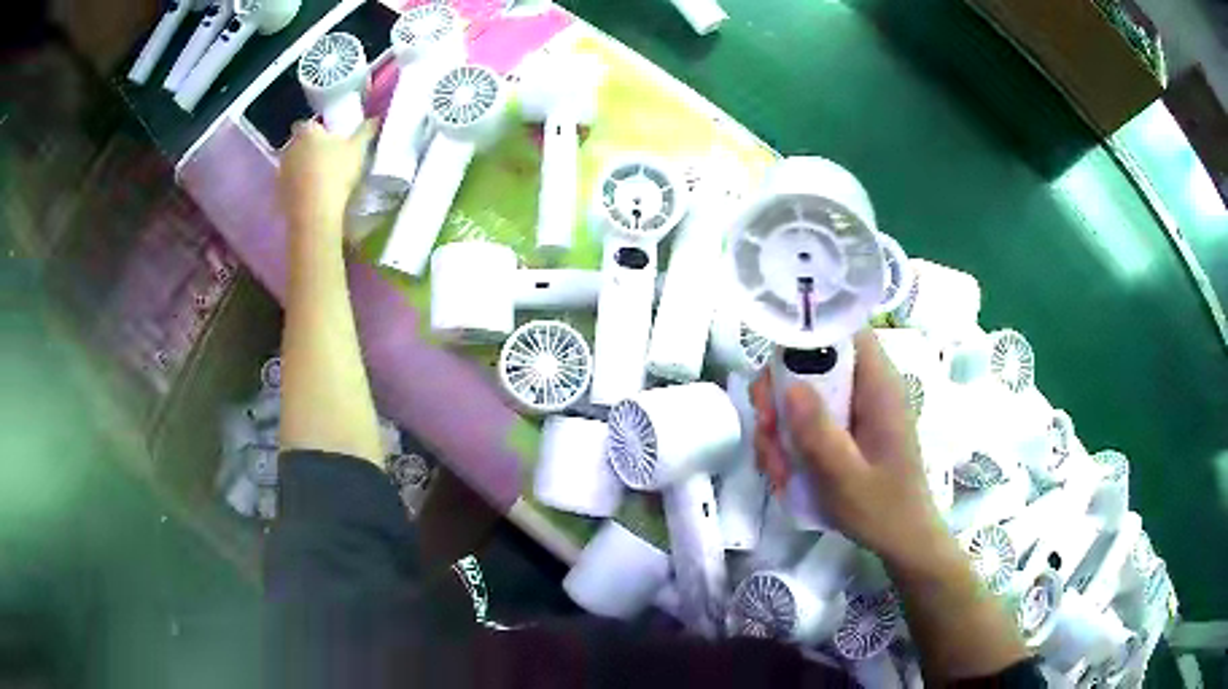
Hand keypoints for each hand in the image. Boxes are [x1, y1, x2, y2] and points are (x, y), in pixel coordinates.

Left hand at [277, 119, 376, 230]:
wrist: (315, 213)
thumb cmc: (336, 173)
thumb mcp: (358, 149)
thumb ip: (366, 131)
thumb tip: (376, 118)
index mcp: (307, 132)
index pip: (307, 124)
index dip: (316, 130)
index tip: (326, 138)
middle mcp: (290, 148)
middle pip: (299, 144)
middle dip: (309, 149)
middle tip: (326, 159)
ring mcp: (281, 171)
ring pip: (292, 165)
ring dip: (302, 169)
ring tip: (319, 181)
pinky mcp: (279, 193)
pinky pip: (289, 186)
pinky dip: (297, 188)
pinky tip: (311, 197)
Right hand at [750, 330, 951, 573]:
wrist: (903, 540)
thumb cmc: (883, 510)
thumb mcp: (846, 478)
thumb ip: (820, 434)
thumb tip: (788, 385)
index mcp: (879, 386)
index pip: (845, 330)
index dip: (807, 337)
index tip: (776, 376)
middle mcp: (867, 387)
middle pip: (813, 362)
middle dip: (779, 395)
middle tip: (766, 432)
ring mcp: (855, 409)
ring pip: (804, 394)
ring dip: (779, 427)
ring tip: (776, 469)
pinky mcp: (846, 429)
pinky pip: (808, 419)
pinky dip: (789, 442)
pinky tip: (785, 473)